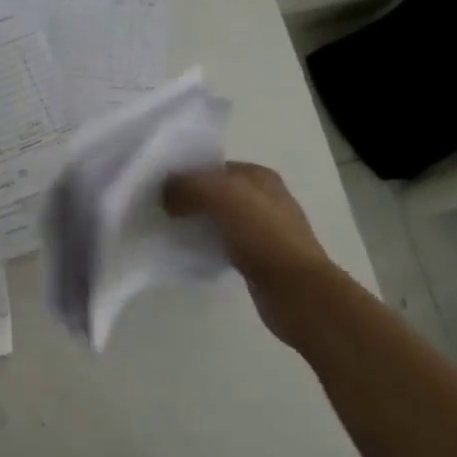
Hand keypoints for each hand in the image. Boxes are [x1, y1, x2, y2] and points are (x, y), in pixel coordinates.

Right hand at [164, 161, 334, 345]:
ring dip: (198, 224)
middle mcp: (265, 198)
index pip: (214, 167)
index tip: (161, 190)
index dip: (188, 175)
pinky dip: (209, 246)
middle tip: (162, 211)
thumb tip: (167, 194)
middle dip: (191, 200)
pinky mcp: (260, 258)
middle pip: (217, 192)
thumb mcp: (221, 194)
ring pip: (220, 219)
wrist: (295, 289)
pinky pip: (225, 244)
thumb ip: (190, 185)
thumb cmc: (262, 234)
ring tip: (173, 232)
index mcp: (260, 176)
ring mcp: (265, 229)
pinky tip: (193, 254)